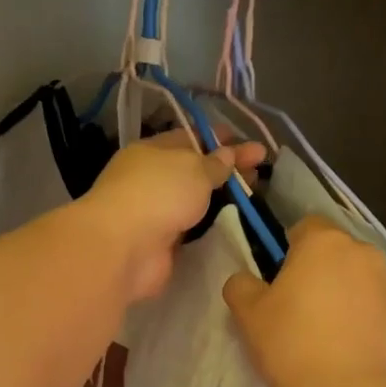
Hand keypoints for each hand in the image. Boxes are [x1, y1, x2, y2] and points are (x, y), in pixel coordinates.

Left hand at [79, 134, 265, 301]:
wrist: (124, 248)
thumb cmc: (158, 194)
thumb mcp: (193, 168)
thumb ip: (214, 163)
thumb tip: (227, 155)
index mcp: (152, 151)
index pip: (190, 138)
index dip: (220, 139)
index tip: (250, 143)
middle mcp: (151, 180)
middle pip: (195, 171)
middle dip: (227, 169)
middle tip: (261, 170)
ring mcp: (155, 213)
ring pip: (194, 201)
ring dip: (220, 200)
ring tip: (254, 198)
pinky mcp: (162, 244)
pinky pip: (192, 230)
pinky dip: (210, 227)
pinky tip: (234, 225)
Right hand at [223, 217, 385, 386]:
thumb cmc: (293, 345)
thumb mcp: (249, 315)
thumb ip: (241, 286)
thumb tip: (245, 279)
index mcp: (323, 242)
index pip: (304, 227)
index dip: (288, 250)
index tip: (278, 282)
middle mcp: (362, 252)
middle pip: (334, 252)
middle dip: (319, 271)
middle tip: (299, 308)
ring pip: (358, 277)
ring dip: (344, 292)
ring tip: (327, 331)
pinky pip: (376, 305)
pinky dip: (364, 316)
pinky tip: (349, 346)